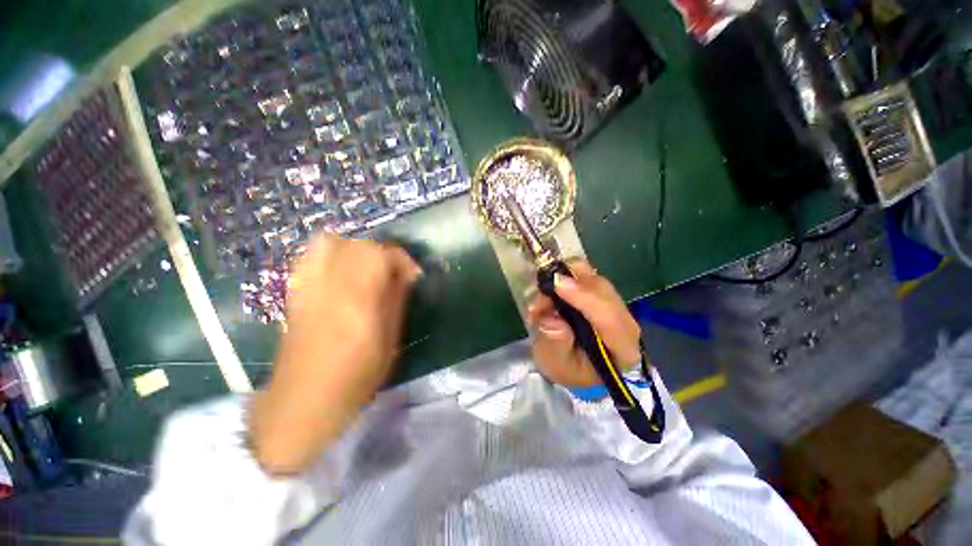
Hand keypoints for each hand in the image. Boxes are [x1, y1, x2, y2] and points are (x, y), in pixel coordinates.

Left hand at [249, 235, 419, 474]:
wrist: (304, 400)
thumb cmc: (356, 376)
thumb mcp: (390, 341)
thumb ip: (397, 301)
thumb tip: (406, 276)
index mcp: (358, 299)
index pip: (381, 255)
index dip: (402, 259)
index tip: (413, 275)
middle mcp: (330, 285)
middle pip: (357, 244)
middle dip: (381, 253)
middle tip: (391, 273)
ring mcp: (308, 286)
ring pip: (330, 242)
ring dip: (355, 249)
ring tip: (366, 269)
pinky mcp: (296, 291)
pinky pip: (312, 256)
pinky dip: (332, 254)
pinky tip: (342, 274)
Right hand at [526, 261, 642, 387]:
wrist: (578, 366)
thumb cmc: (569, 369)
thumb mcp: (557, 365)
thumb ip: (555, 344)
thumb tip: (552, 319)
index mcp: (624, 350)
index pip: (612, 321)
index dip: (586, 299)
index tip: (559, 285)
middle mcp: (625, 322)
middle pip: (605, 292)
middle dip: (574, 283)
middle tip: (544, 286)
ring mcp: (615, 305)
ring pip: (595, 279)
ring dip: (567, 278)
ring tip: (544, 293)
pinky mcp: (602, 295)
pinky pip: (586, 276)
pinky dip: (567, 276)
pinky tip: (551, 288)